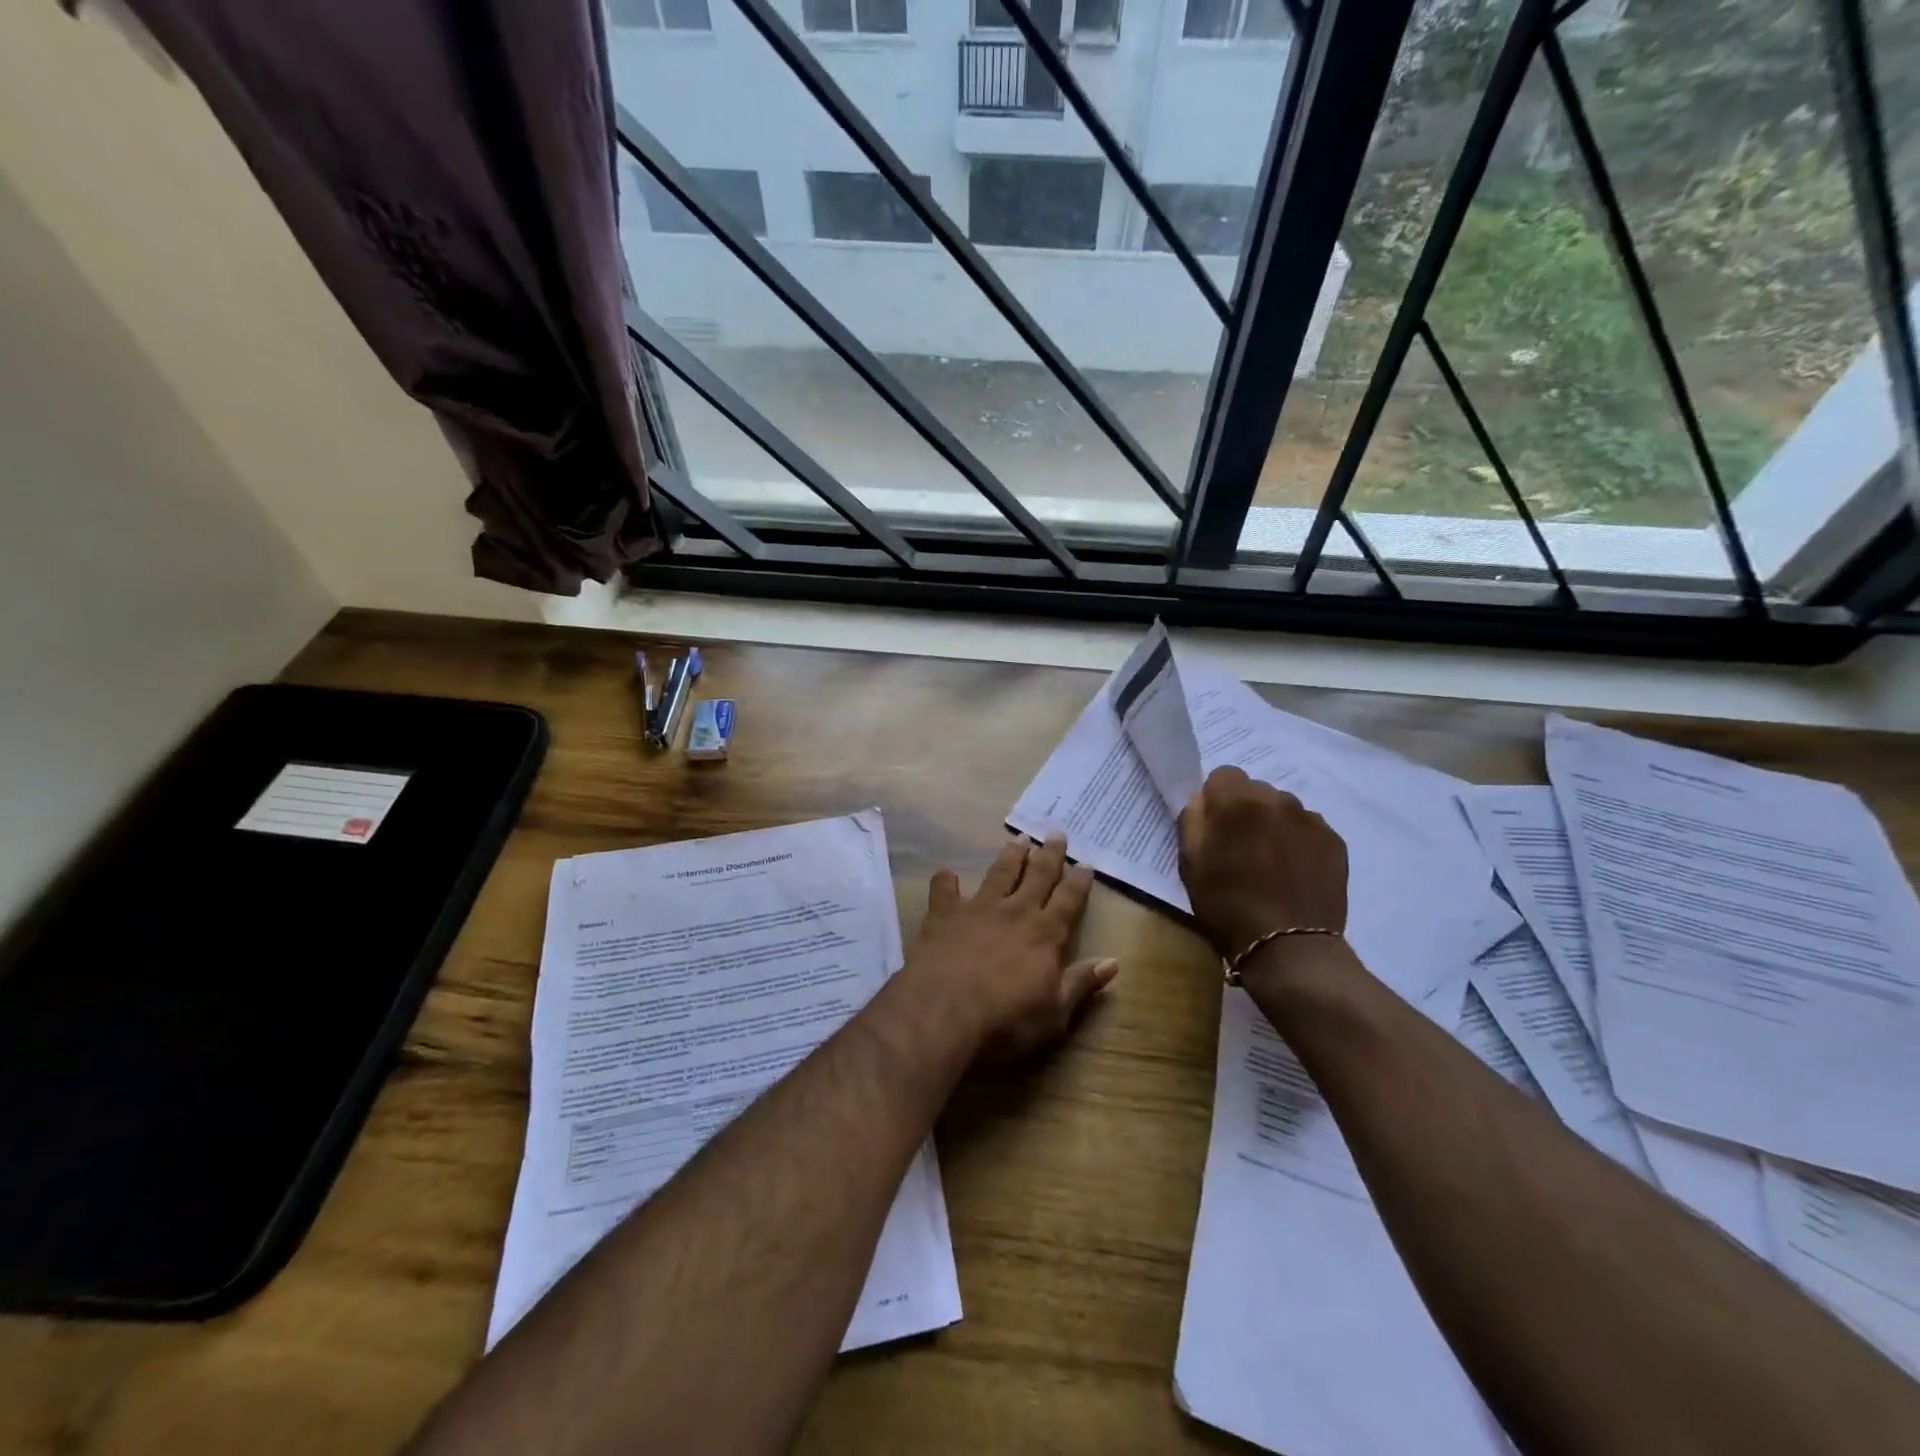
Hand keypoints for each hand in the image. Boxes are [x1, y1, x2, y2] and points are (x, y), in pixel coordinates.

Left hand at [905, 833, 1115, 1060]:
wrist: (944, 1011)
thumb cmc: (1006, 1020)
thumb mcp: (1055, 1013)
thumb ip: (1081, 983)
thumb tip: (1113, 962)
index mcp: (1045, 935)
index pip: (1068, 901)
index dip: (1079, 882)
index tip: (1085, 863)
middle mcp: (1015, 912)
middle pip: (1038, 876)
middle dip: (1049, 855)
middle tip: (1056, 833)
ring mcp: (978, 909)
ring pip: (999, 873)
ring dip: (1010, 855)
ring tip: (1018, 839)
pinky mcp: (944, 914)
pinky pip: (944, 890)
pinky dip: (946, 881)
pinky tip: (946, 875)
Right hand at [1178, 766, 1348, 961]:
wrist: (1288, 947)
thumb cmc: (1227, 905)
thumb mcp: (1189, 863)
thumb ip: (1192, 820)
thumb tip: (1204, 801)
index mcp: (1236, 801)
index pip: (1223, 775)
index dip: (1216, 799)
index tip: (1215, 828)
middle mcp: (1277, 799)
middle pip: (1255, 790)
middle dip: (1246, 810)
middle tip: (1241, 848)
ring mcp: (1310, 819)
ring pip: (1284, 808)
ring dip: (1274, 825)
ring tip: (1271, 863)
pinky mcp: (1335, 841)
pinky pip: (1308, 829)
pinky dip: (1299, 843)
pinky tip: (1294, 873)